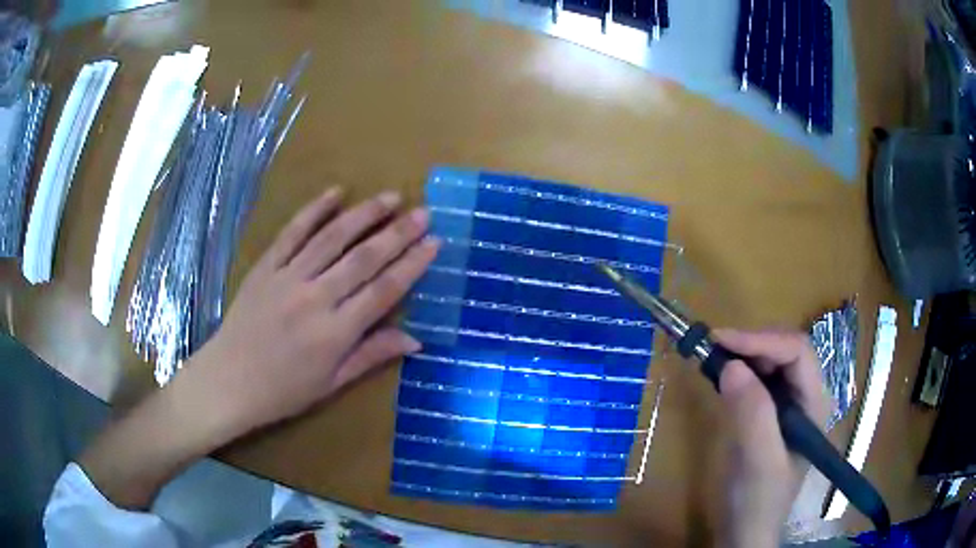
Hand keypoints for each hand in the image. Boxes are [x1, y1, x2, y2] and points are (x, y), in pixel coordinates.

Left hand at [190, 187, 438, 437]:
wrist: (229, 381)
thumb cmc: (283, 391)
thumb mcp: (332, 383)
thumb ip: (372, 355)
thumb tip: (416, 339)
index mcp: (334, 333)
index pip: (383, 291)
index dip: (412, 265)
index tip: (434, 243)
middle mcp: (314, 298)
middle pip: (363, 258)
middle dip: (398, 233)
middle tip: (424, 212)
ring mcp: (287, 278)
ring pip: (332, 238)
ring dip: (364, 214)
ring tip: (391, 197)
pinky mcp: (266, 267)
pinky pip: (292, 233)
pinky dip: (314, 210)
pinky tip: (335, 192)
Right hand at [711, 329, 829, 547]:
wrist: (745, 531)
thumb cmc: (757, 501)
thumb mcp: (757, 462)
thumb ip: (752, 415)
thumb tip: (730, 366)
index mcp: (814, 404)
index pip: (798, 352)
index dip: (762, 340)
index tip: (721, 340)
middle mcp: (805, 397)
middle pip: (787, 351)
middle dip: (753, 343)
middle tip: (714, 346)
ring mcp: (788, 406)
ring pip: (772, 362)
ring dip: (745, 354)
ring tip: (714, 356)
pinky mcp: (769, 415)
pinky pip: (758, 380)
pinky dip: (739, 371)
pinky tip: (722, 376)